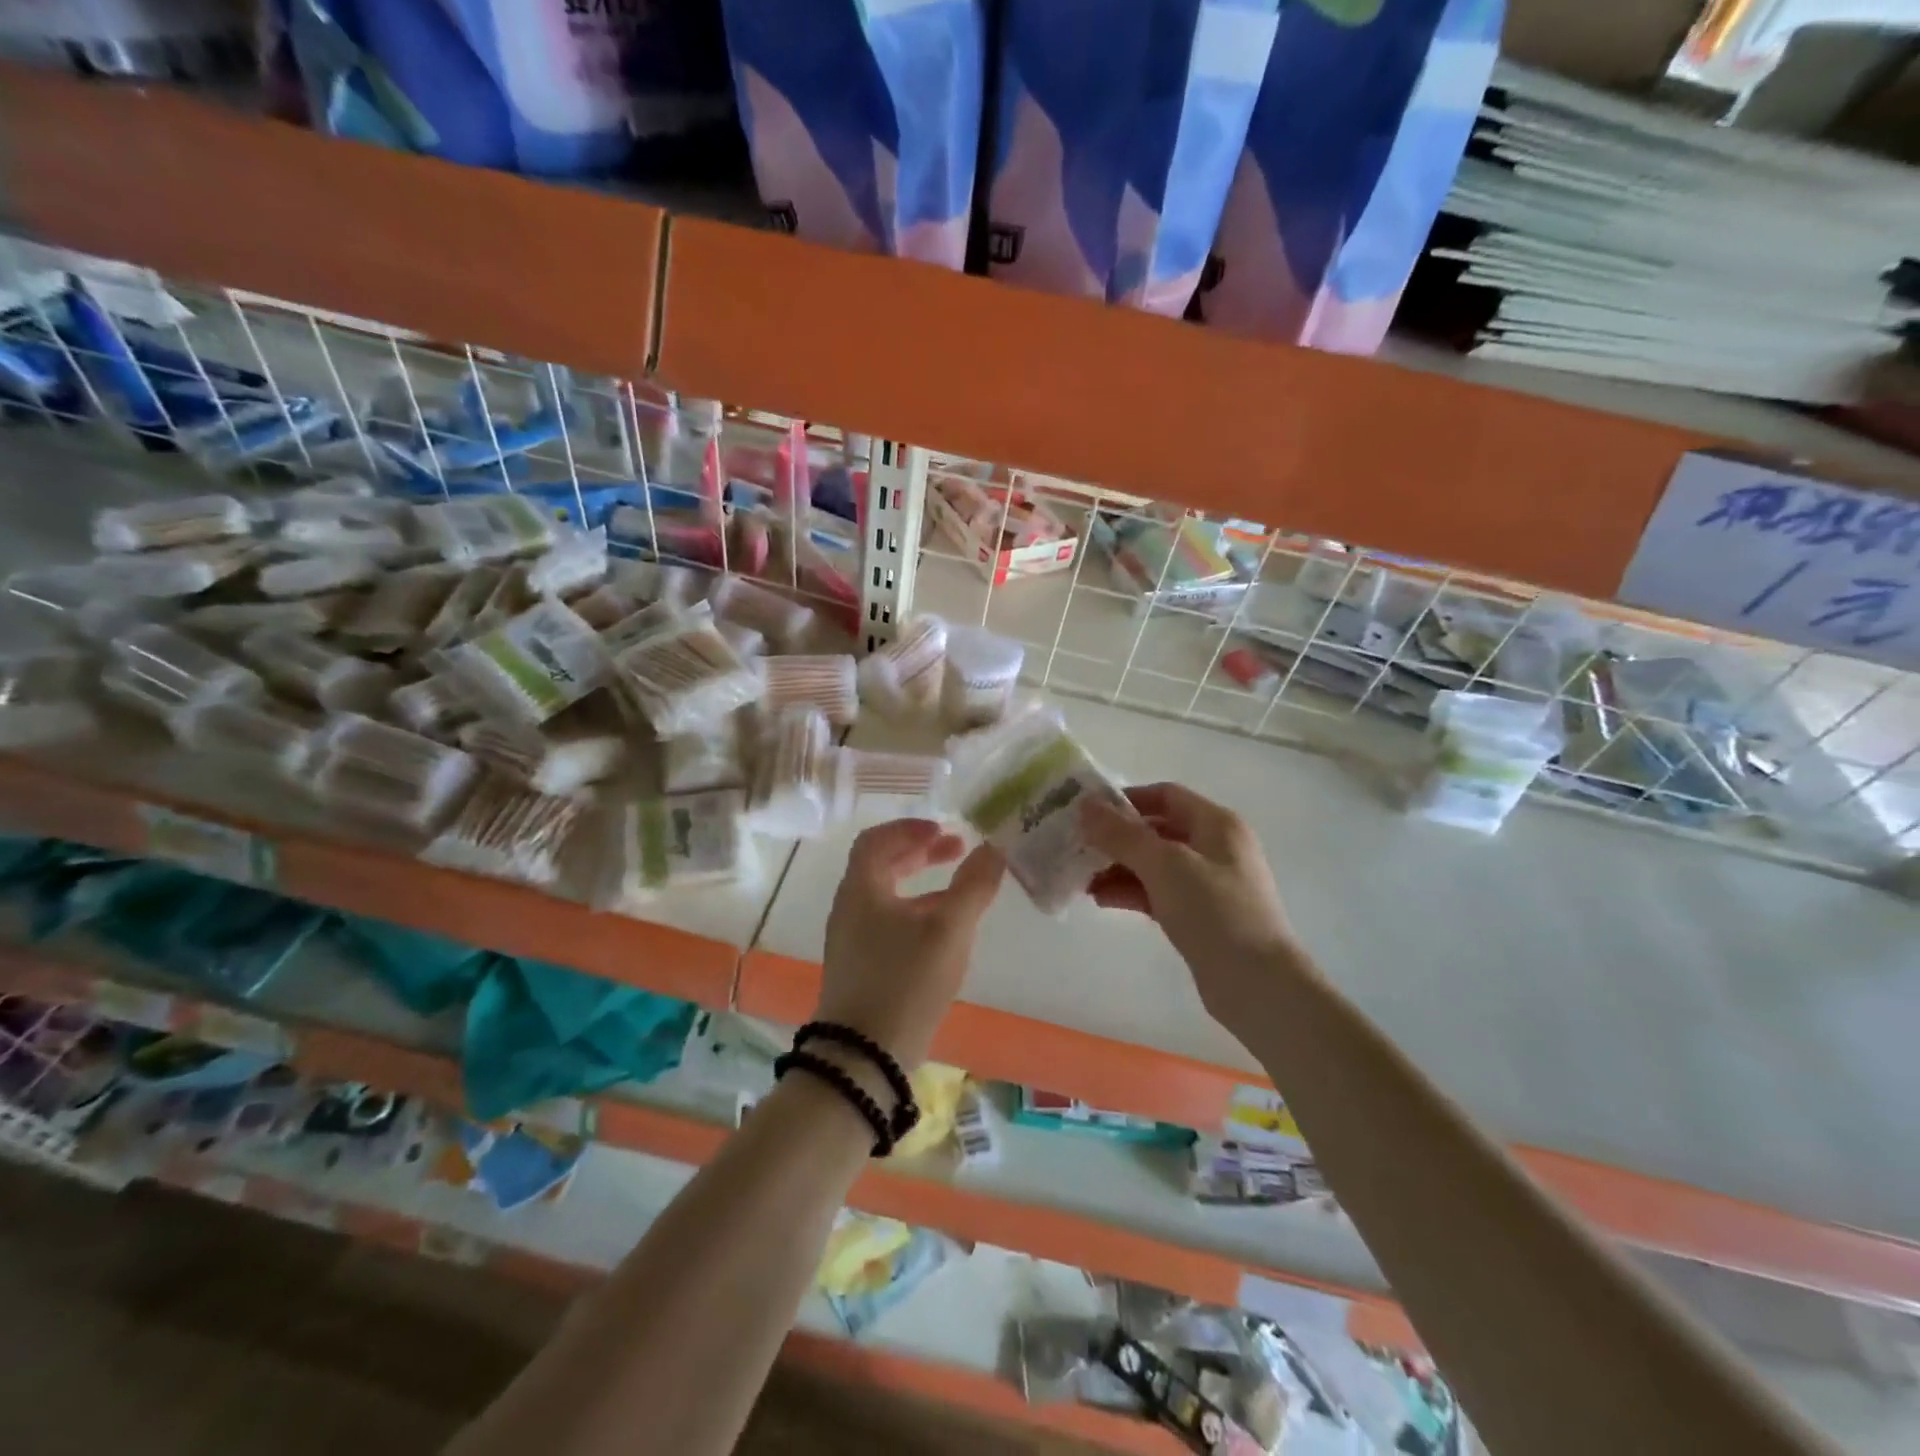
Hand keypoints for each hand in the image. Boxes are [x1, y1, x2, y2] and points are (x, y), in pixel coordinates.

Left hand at [817, 819, 1004, 1068]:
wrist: (863, 1057)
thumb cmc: (905, 981)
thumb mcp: (948, 929)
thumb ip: (974, 885)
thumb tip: (995, 847)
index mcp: (861, 889)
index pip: (876, 840)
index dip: (910, 828)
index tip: (944, 829)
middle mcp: (850, 909)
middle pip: (881, 866)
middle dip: (920, 853)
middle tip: (957, 850)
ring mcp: (852, 942)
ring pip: (887, 897)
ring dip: (921, 884)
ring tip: (959, 890)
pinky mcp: (860, 969)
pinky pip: (887, 924)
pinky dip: (916, 913)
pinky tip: (944, 933)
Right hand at [1082, 783, 1302, 1026]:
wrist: (1257, 984)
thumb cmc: (1214, 912)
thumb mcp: (1164, 865)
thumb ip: (1122, 834)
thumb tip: (1085, 805)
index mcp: (1216, 824)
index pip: (1165, 795)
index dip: (1126, 800)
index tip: (1088, 813)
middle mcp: (1215, 848)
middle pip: (1157, 830)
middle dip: (1116, 838)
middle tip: (1077, 848)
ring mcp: (1209, 884)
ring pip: (1155, 865)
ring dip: (1119, 867)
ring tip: (1082, 879)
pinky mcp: (1201, 916)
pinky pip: (1159, 893)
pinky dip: (1131, 892)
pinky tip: (1102, 899)